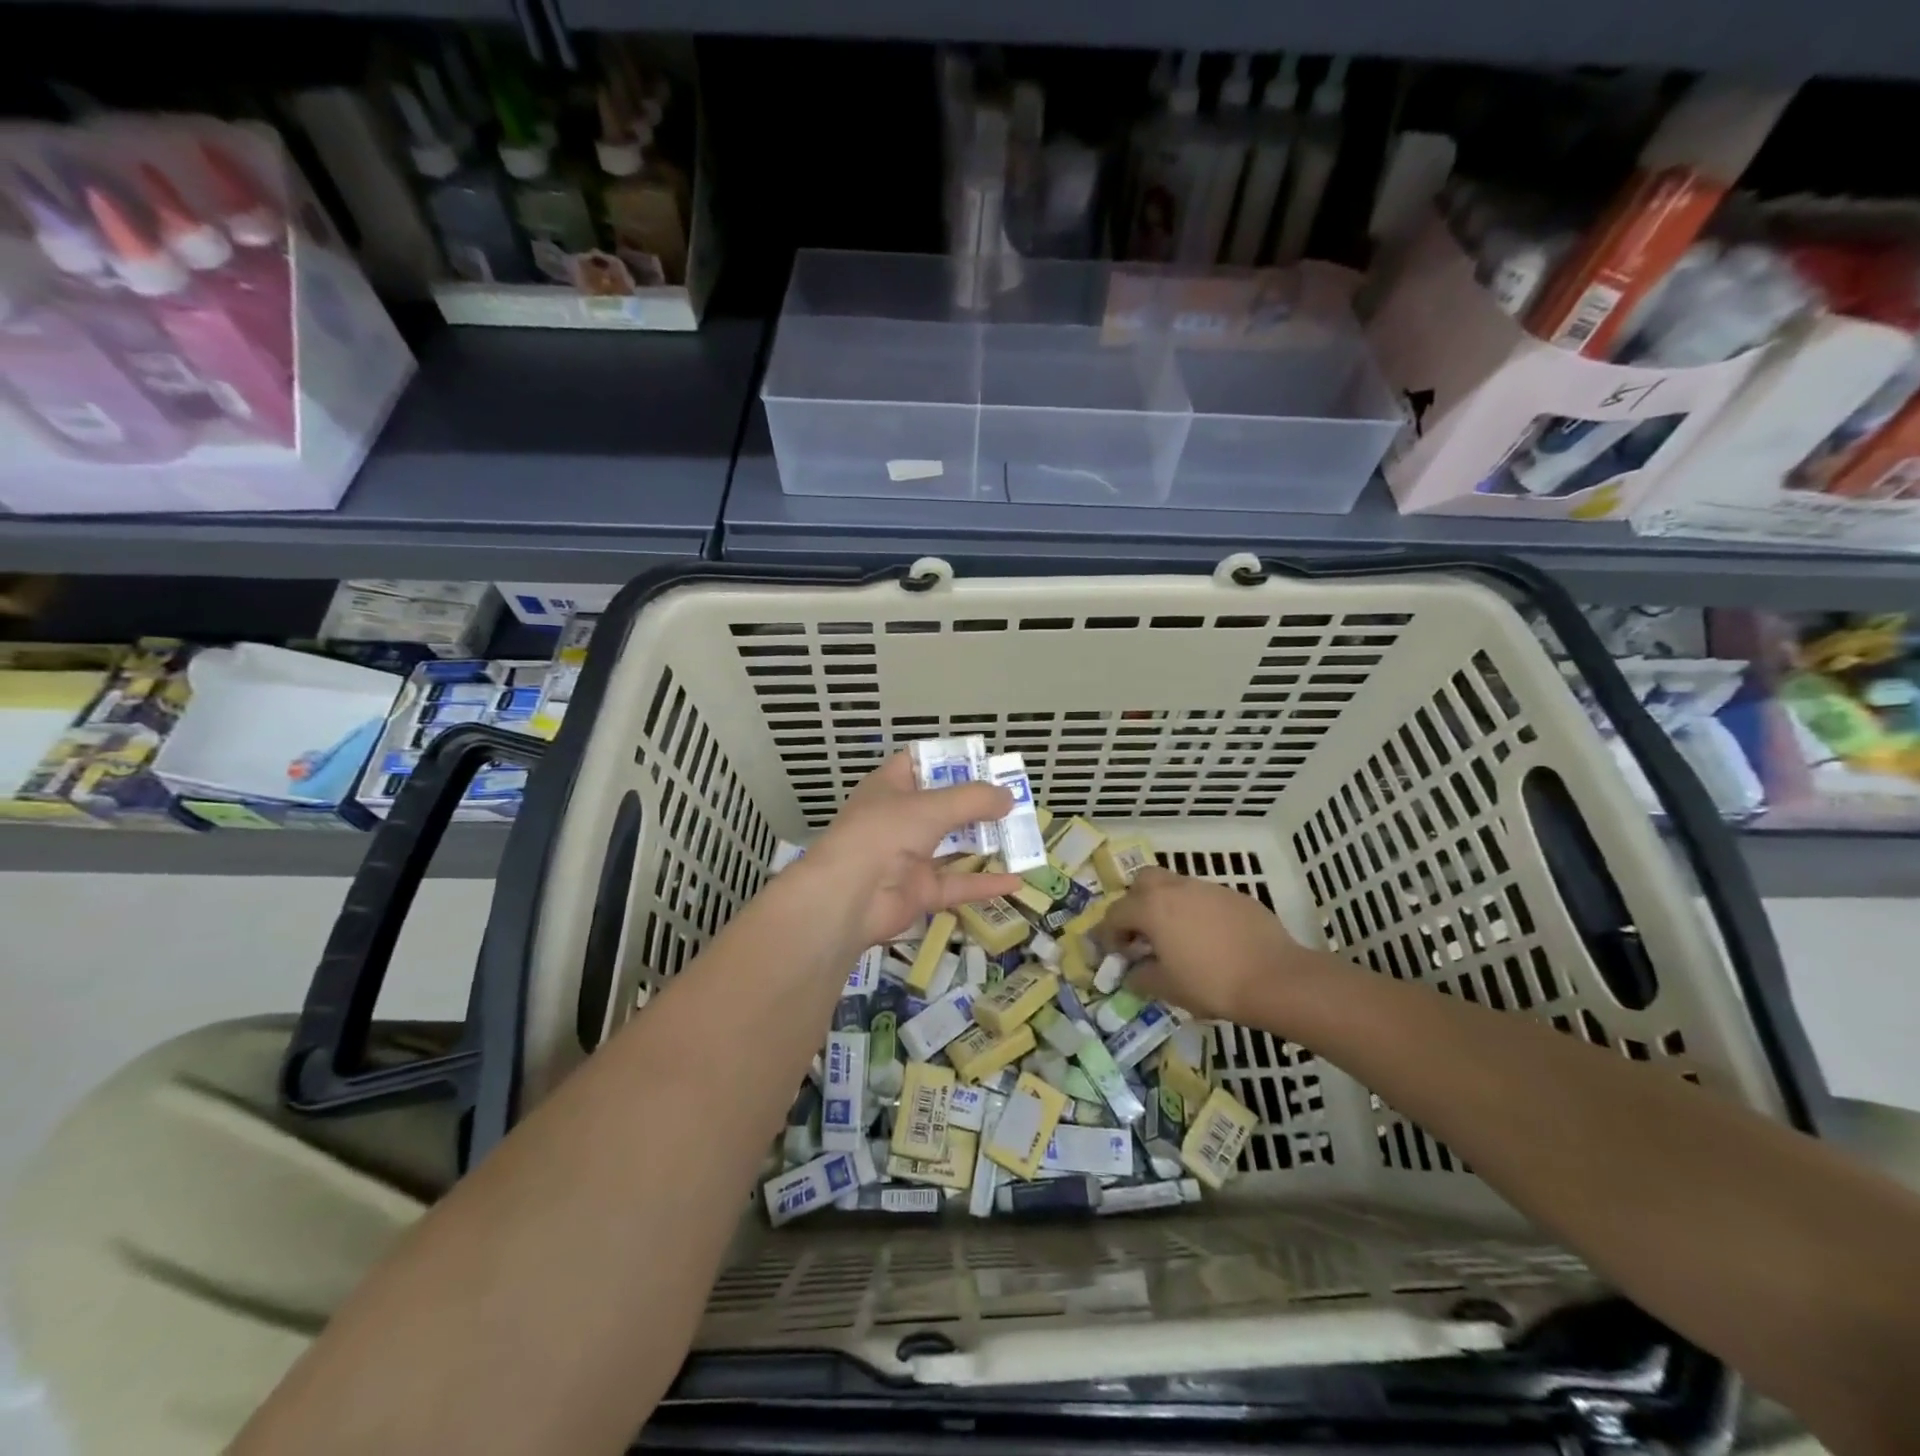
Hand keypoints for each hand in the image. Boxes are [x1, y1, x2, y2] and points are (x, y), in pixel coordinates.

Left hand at [795, 753, 1025, 947]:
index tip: (985, 763)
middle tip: (1014, 801)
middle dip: (977, 805)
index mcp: (890, 787)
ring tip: (1021, 836)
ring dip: (984, 842)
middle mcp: (898, 819)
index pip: (919, 763)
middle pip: (942, 806)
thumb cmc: (884, 833)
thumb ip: (973, 800)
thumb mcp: (931, 807)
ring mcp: (907, 857)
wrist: (847, 897)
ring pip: (952, 846)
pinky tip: (1017, 881)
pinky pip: (957, 884)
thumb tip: (1009, 797)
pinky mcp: (918, 892)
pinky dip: (984, 883)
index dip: (949, 760)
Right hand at [1101, 867, 1319, 1022]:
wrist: (1275, 978)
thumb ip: (1141, 977)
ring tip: (1177, 938)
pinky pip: (1204, 898)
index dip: (1109, 935)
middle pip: (1143, 881)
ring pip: (1175, 886)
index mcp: (1152, 907)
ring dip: (1167, 906)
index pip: (1116, 913)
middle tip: (1143, 933)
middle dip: (1135, 903)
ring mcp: (1207, 888)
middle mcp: (1176, 888)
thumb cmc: (1211, 983)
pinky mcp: (1235, 896)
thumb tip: (1132, 973)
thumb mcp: (1167, 988)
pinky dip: (1197, 912)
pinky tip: (1210, 940)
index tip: (1116, 955)